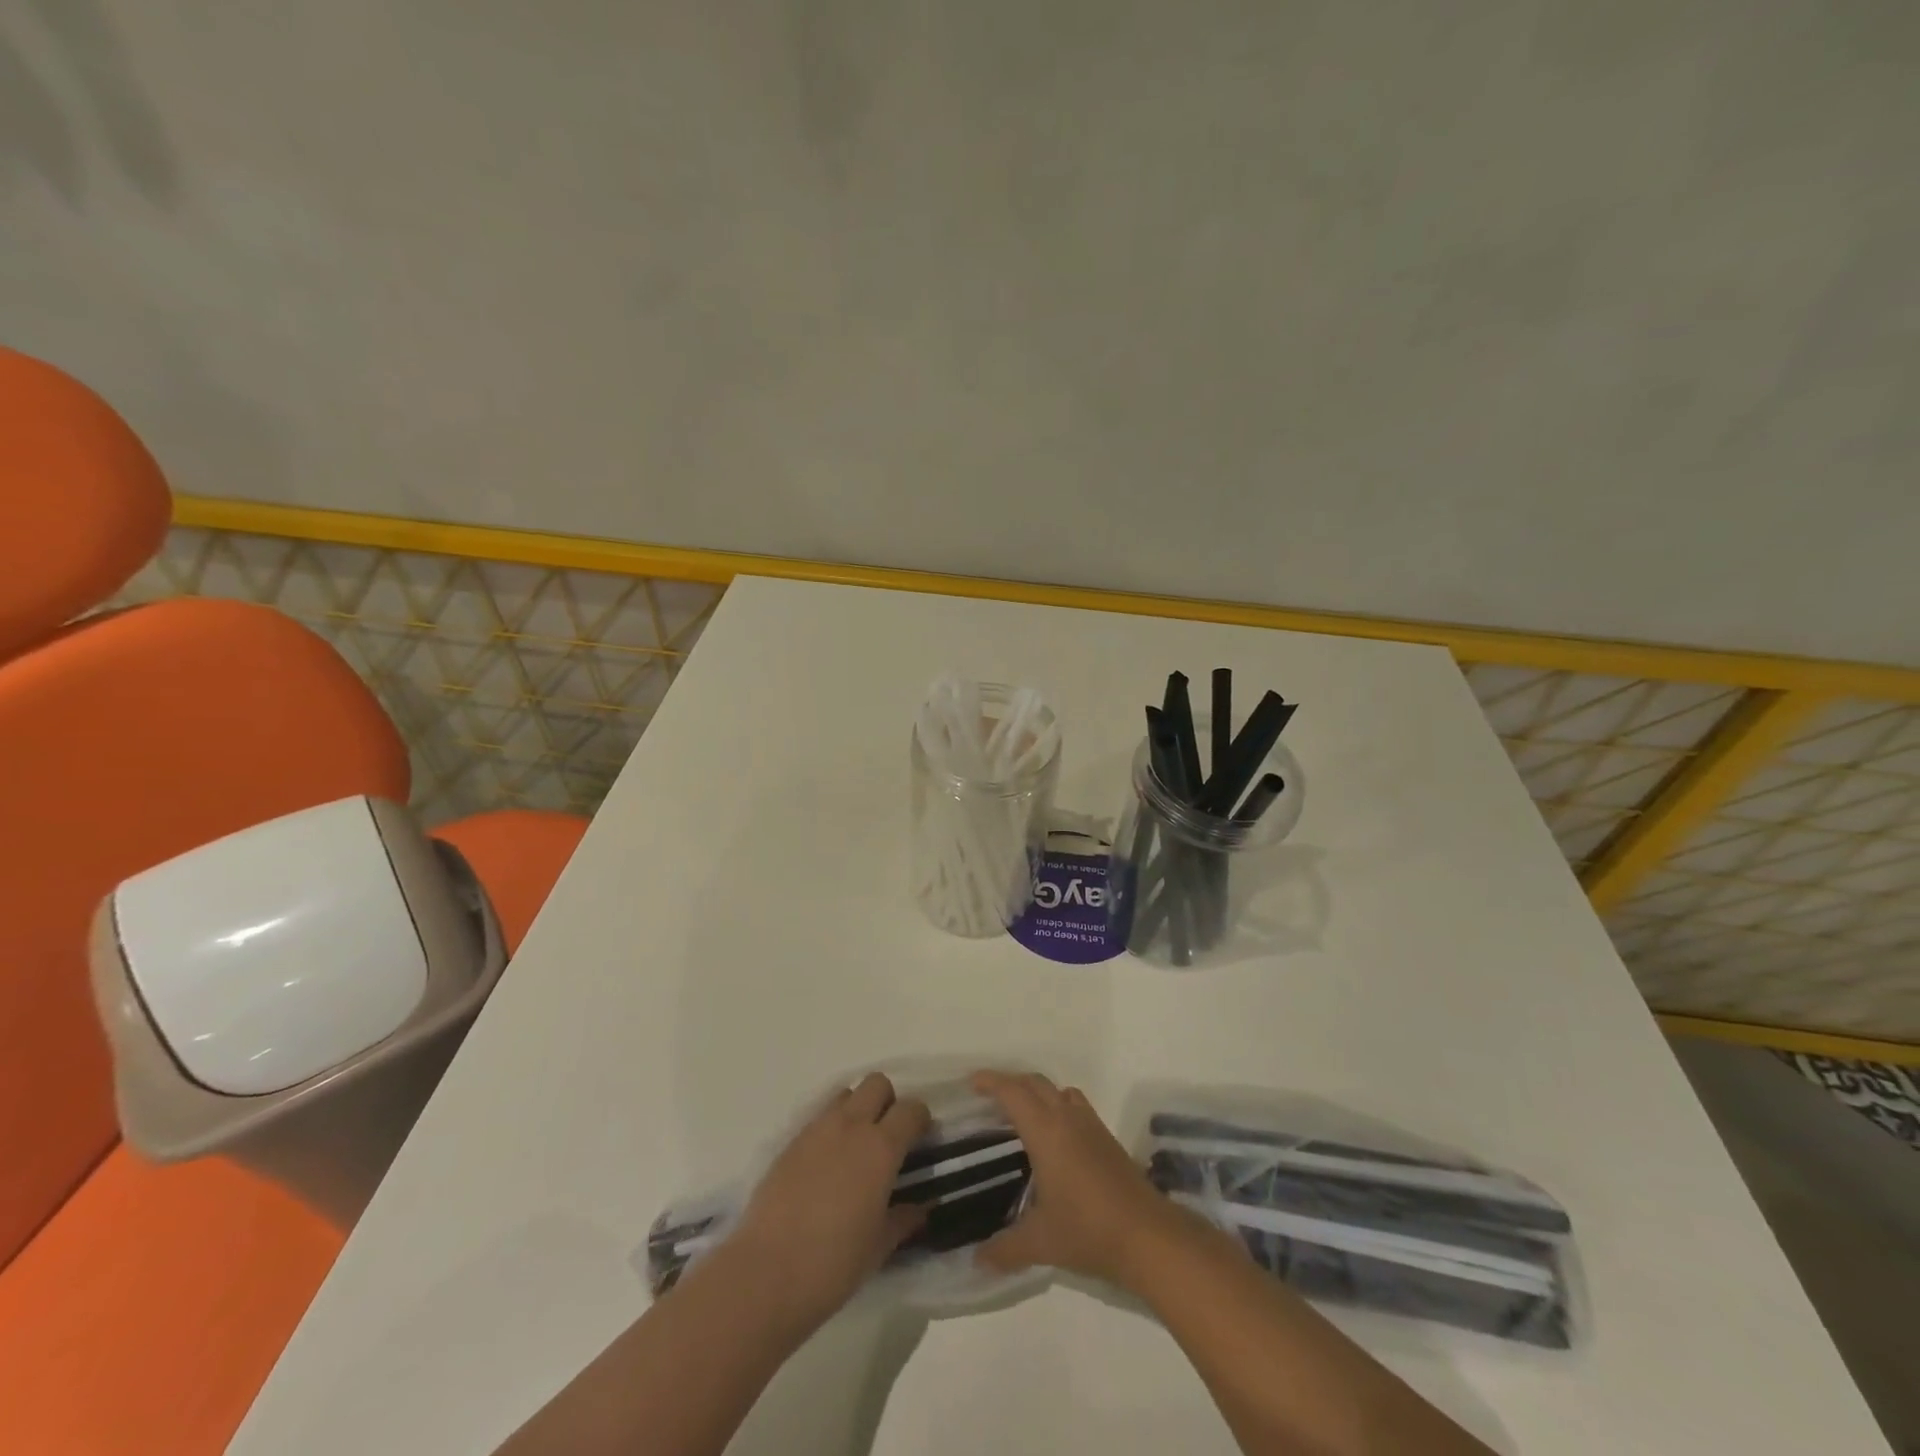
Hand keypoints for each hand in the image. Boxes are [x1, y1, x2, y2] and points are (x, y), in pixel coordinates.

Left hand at [727, 1073, 930, 1330]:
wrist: (765, 1273)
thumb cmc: (833, 1264)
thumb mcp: (878, 1247)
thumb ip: (903, 1220)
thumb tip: (920, 1209)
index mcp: (881, 1148)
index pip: (911, 1109)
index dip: (920, 1120)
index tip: (921, 1140)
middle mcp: (851, 1126)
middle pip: (877, 1084)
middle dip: (888, 1102)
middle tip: (888, 1137)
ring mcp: (817, 1130)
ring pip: (846, 1094)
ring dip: (857, 1109)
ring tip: (856, 1148)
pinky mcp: (790, 1142)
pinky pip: (819, 1118)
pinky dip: (830, 1129)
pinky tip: (826, 1166)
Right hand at [971, 1070, 1200, 1291]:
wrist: (1147, 1235)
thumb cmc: (1087, 1228)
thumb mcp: (1040, 1241)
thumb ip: (1005, 1248)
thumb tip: (977, 1259)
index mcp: (1045, 1130)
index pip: (1013, 1092)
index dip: (991, 1082)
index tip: (972, 1082)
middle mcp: (1067, 1118)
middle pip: (1035, 1083)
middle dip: (1011, 1083)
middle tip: (990, 1097)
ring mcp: (1091, 1126)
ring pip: (1059, 1092)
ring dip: (1038, 1092)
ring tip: (1022, 1114)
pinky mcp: (1107, 1139)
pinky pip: (1076, 1107)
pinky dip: (1058, 1108)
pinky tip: (1055, 1140)